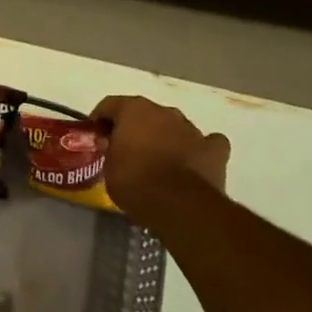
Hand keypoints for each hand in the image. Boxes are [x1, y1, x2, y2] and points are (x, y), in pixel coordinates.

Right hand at [92, 94, 231, 211]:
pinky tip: (193, 162)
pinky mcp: (215, 151)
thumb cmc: (135, 182)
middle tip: (127, 150)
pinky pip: (207, 143)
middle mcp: (164, 112)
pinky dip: (200, 150)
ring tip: (159, 162)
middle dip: (136, 128)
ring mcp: (192, 129)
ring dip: (166, 138)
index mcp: (134, 109)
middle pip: (145, 114)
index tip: (96, 136)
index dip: (101, 120)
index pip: (110, 105)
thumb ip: (111, 151)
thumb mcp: (108, 167)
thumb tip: (115, 149)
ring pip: (175, 127)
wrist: (179, 206)